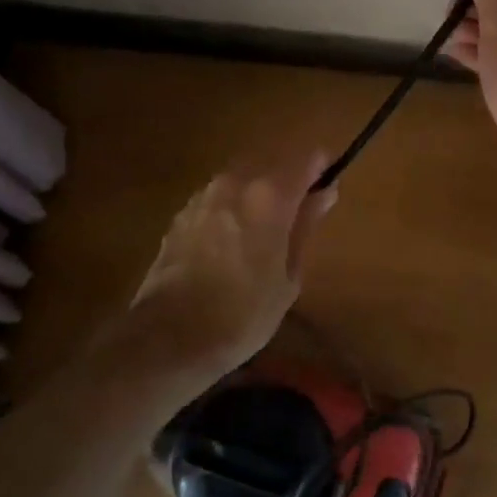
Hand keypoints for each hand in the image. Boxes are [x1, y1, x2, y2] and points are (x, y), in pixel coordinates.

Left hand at [129, 149, 337, 397]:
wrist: (169, 337)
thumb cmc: (243, 313)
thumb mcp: (289, 276)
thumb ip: (305, 226)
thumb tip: (323, 193)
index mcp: (270, 195)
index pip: (307, 159)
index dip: (321, 170)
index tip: (327, 190)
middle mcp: (235, 183)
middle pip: (272, 163)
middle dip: (288, 181)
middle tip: (298, 216)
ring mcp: (203, 196)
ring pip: (242, 179)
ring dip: (257, 194)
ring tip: (263, 233)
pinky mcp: (181, 215)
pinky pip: (218, 198)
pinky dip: (231, 209)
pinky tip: (231, 243)